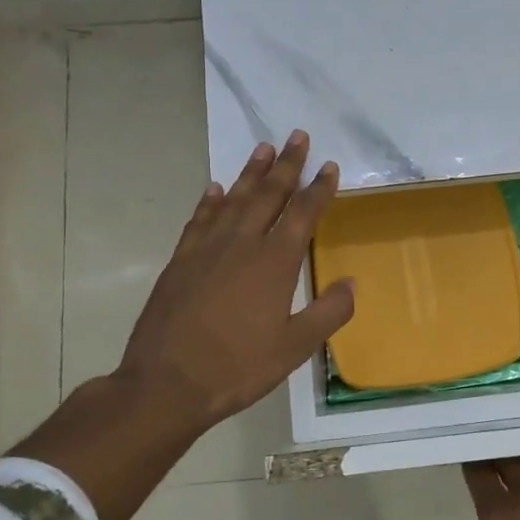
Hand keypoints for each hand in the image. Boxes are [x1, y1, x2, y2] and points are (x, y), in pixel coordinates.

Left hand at [116, 131, 354, 439]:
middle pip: (269, 194)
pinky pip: (200, 220)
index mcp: (275, 262)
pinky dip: (211, 201)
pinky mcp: (180, 260)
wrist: (167, 383)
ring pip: (234, 199)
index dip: (319, 189)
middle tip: (297, 136)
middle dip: (286, 164)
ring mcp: (207, 249)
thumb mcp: (295, 347)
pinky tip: (217, 189)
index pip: (303, 214)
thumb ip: (328, 312)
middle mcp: (242, 244)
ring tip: (263, 148)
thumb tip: (351, 283)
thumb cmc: (238, 367)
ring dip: (251, 173)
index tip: (329, 166)